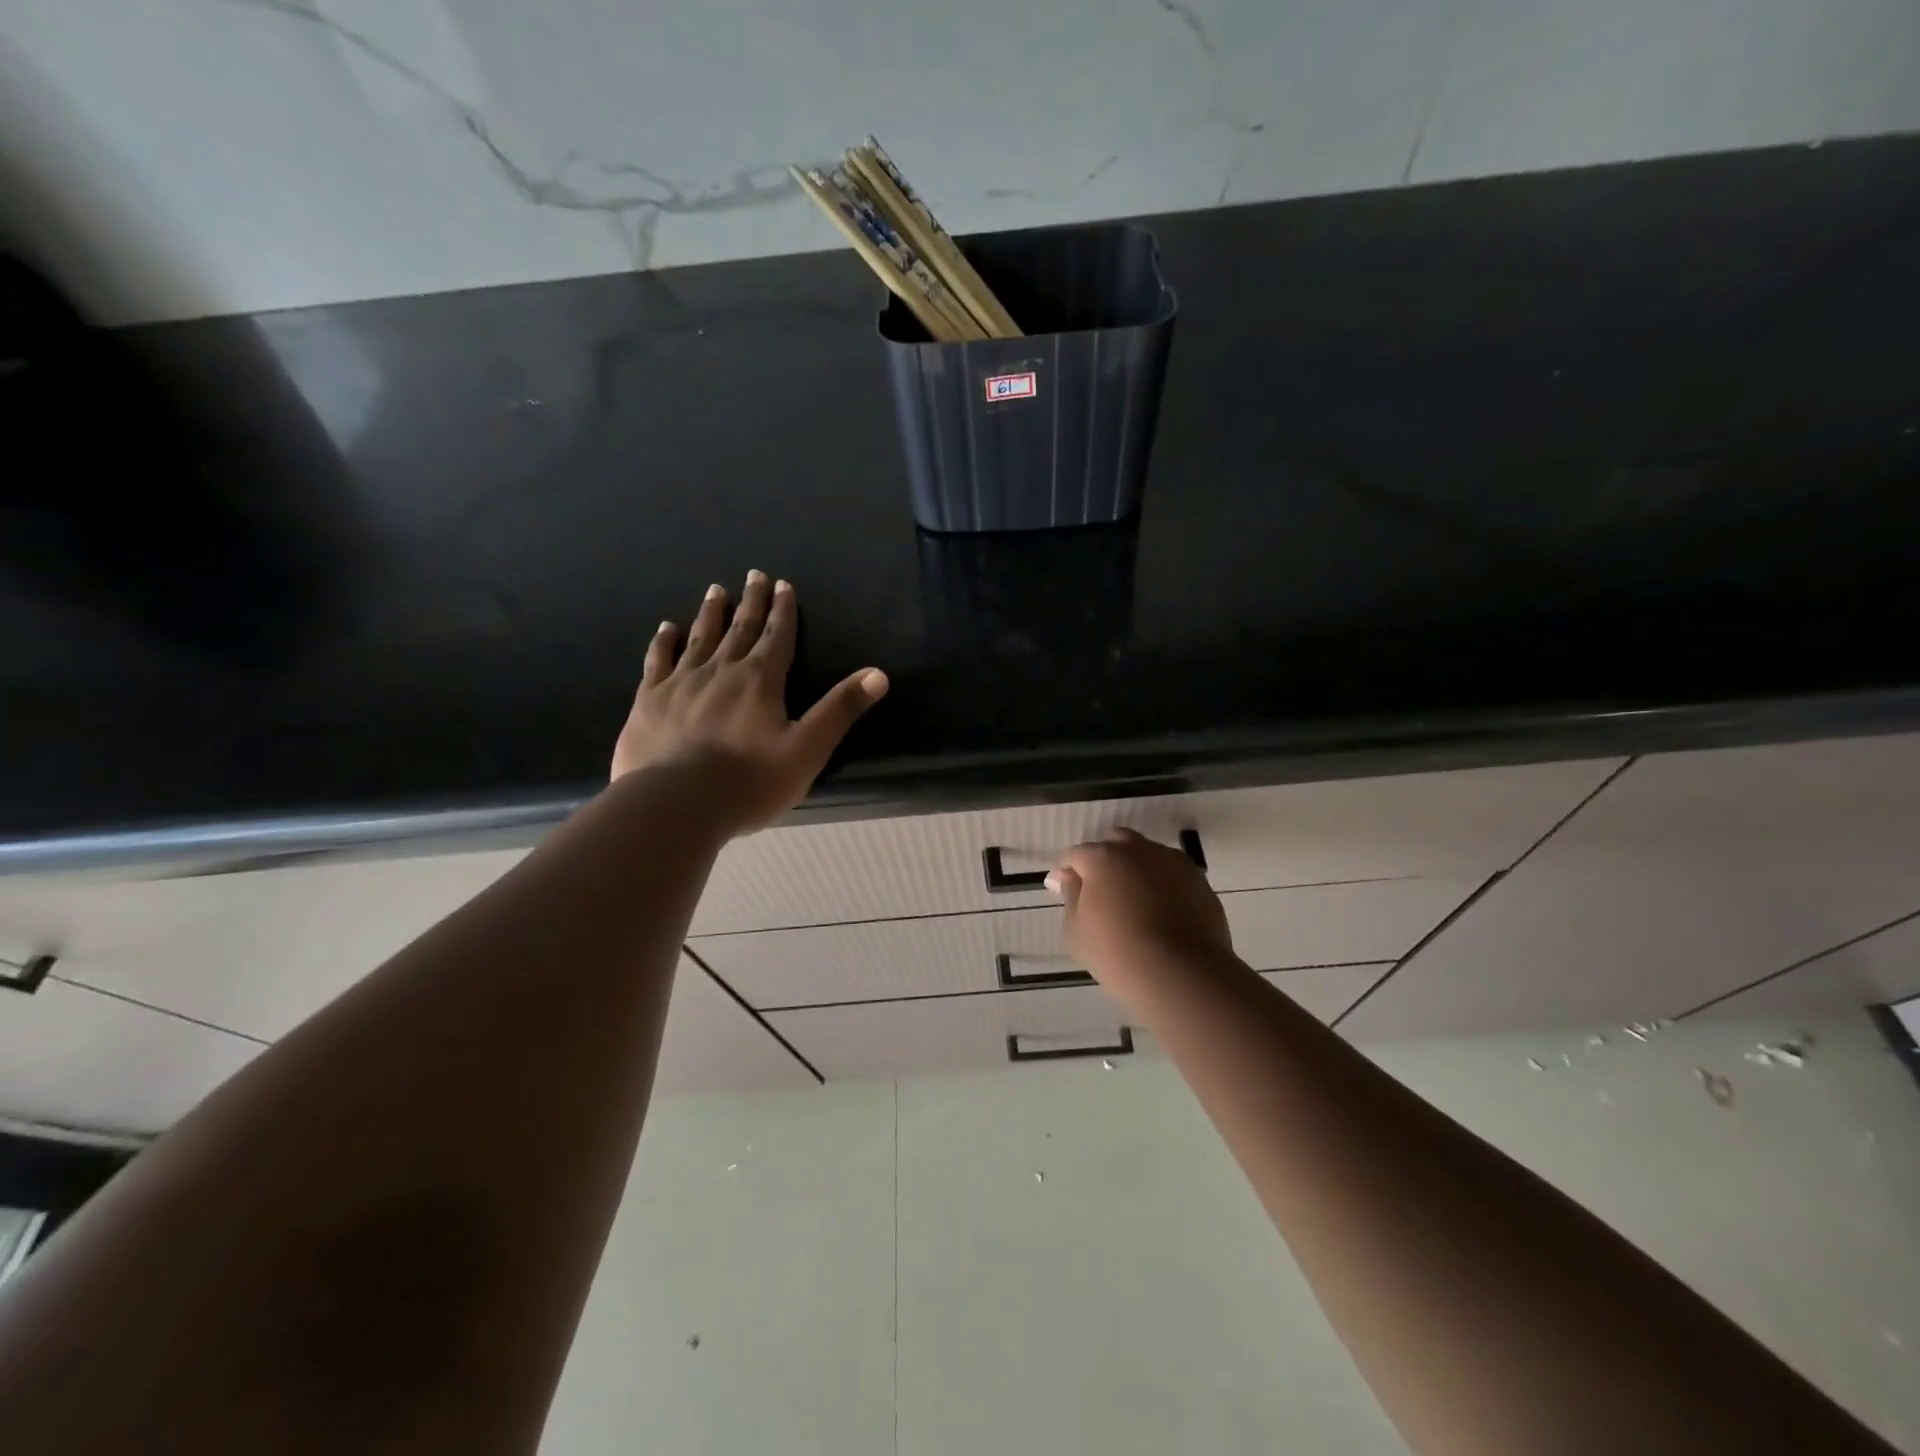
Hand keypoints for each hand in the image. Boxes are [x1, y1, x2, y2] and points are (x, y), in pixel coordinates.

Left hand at [611, 572, 888, 833]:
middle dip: (751, 602)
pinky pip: (658, 661)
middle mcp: (721, 671)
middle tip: (753, 575)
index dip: (784, 611)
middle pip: (740, 629)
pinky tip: (666, 629)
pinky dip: (664, 642)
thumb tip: (879, 674)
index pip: (777, 637)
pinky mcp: (650, 700)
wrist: (676, 805)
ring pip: (700, 638)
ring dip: (711, 613)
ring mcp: (681, 683)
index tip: (783, 584)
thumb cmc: (749, 782)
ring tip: (715, 590)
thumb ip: (840, 709)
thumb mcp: (808, 749)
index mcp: (760, 681)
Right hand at [1049, 829, 1233, 988]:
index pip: (1076, 854)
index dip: (1068, 871)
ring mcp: (1172, 862)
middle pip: (1115, 843)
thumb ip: (1070, 897)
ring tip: (1136, 902)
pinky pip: (1172, 873)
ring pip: (1147, 855)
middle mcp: (1137, 850)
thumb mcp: (1076, 931)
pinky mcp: (1198, 880)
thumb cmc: (1117, 954)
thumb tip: (1066, 877)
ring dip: (1136, 869)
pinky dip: (1163, 884)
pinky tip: (1162, 911)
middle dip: (1105, 860)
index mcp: (1102, 858)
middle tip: (1102, 892)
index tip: (1065, 891)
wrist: (1182, 974)